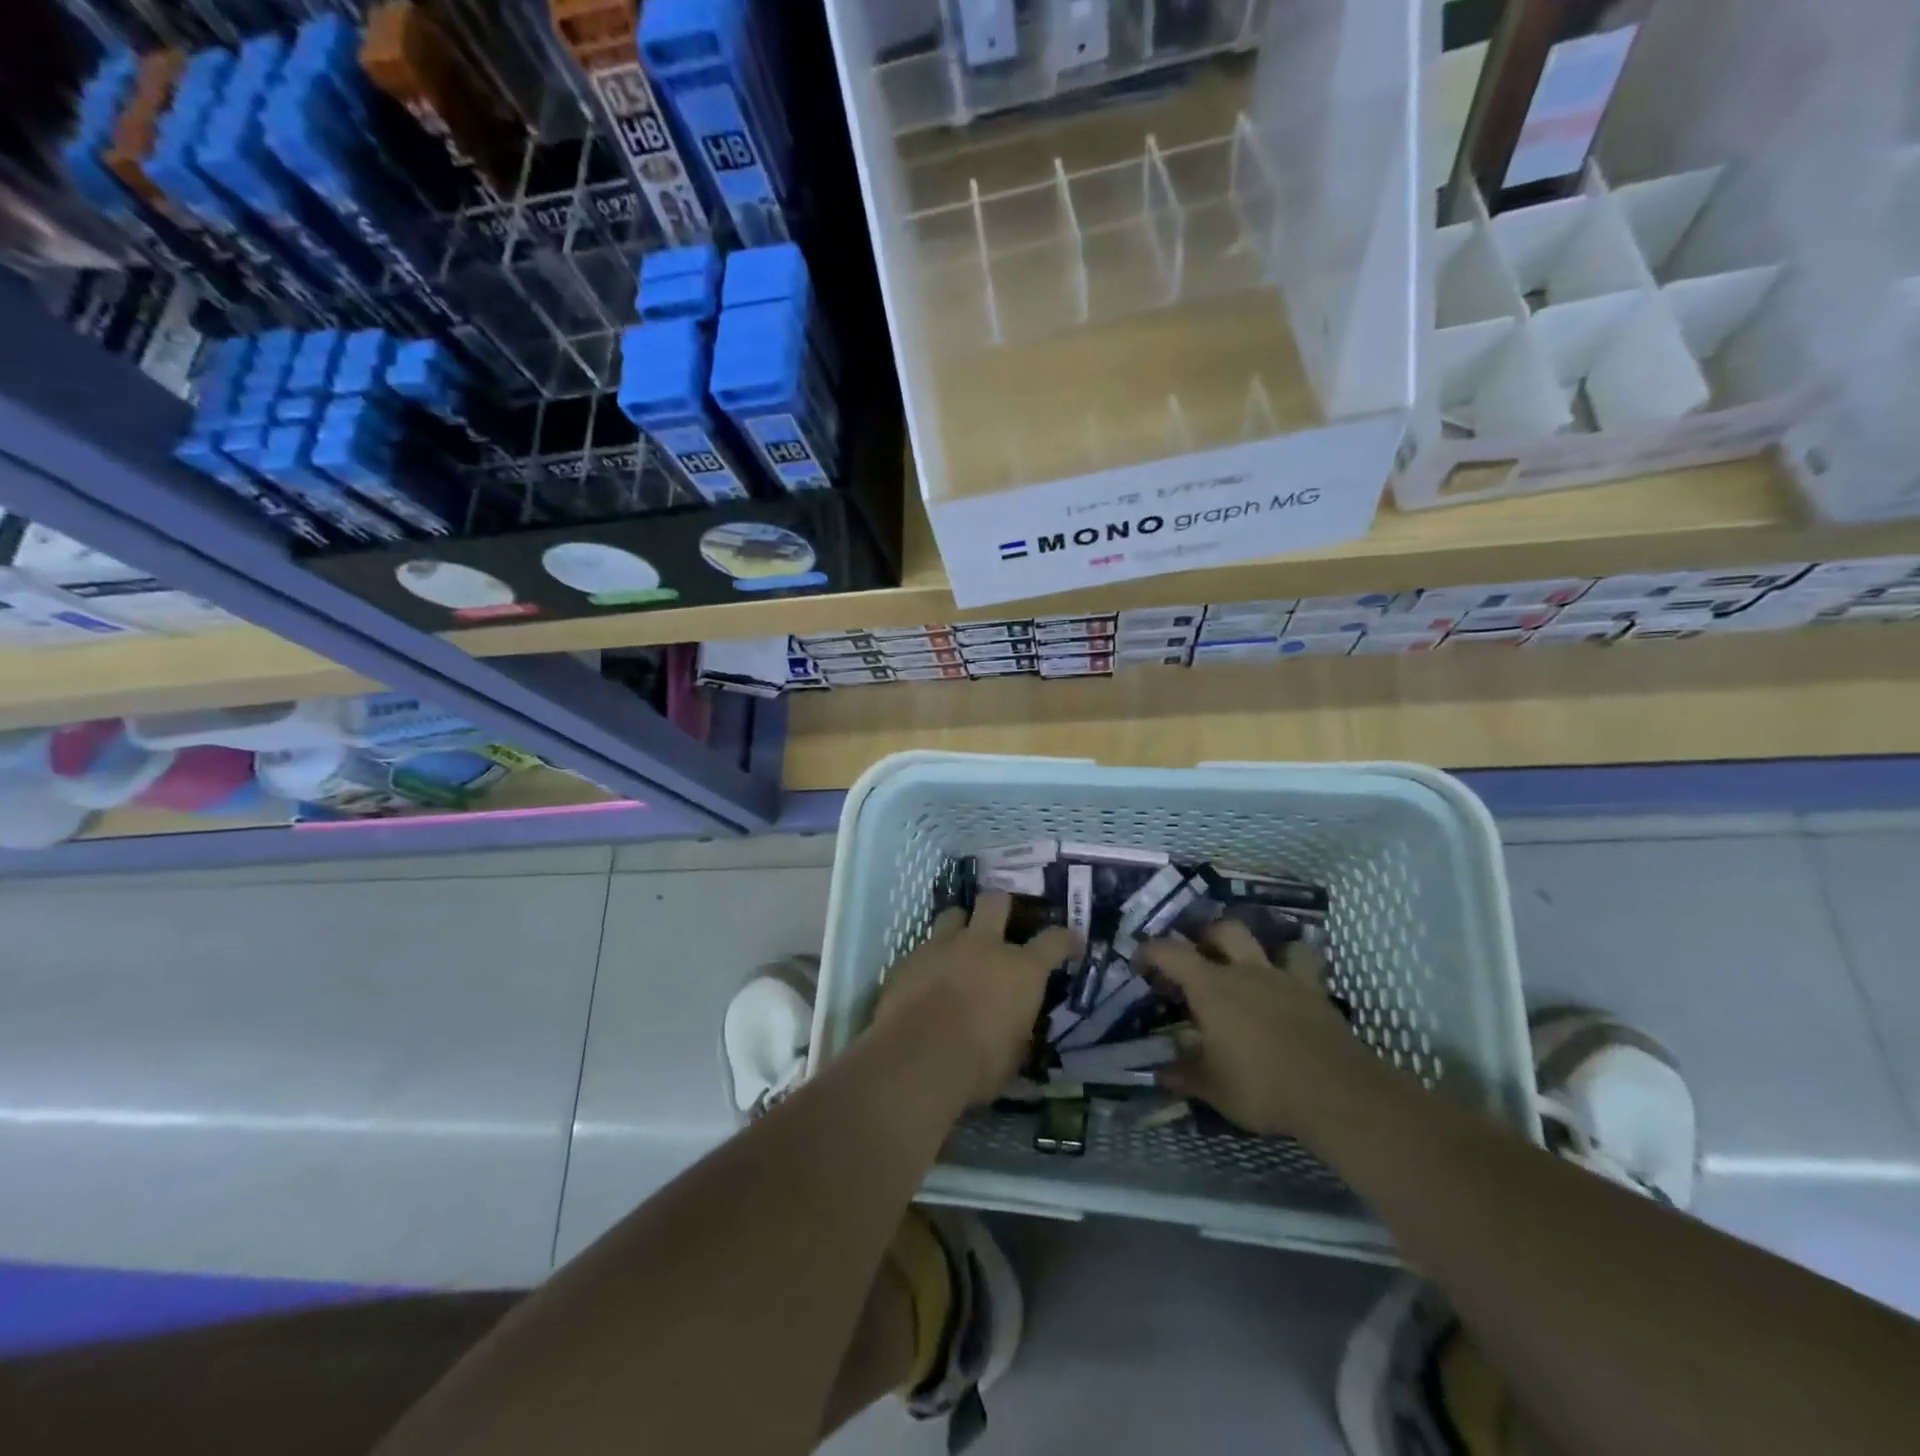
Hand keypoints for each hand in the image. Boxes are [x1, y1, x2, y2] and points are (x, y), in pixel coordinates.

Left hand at [875, 892, 1079, 1105]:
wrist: (916, 1058)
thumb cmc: (978, 1064)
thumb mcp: (1013, 1054)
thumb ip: (1017, 1029)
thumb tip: (1014, 1027)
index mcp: (1021, 970)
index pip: (1054, 941)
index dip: (1066, 939)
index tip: (1072, 941)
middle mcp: (984, 945)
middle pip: (996, 901)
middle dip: (1001, 906)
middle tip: (1001, 921)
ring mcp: (944, 945)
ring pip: (954, 914)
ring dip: (960, 926)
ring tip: (959, 944)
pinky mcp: (910, 957)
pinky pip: (924, 946)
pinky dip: (930, 958)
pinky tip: (926, 977)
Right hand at [1140, 920, 1361, 1136]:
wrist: (1336, 1093)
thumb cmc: (1263, 1087)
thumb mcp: (1213, 1087)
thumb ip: (1183, 1074)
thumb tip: (1158, 1071)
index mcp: (1211, 988)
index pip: (1170, 952)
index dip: (1150, 951)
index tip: (1140, 962)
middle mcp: (1245, 971)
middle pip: (1223, 930)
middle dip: (1206, 936)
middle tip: (1198, 956)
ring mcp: (1284, 978)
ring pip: (1268, 940)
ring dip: (1256, 945)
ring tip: (1248, 962)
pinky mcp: (1316, 992)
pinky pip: (1305, 963)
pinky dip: (1295, 963)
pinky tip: (1290, 980)